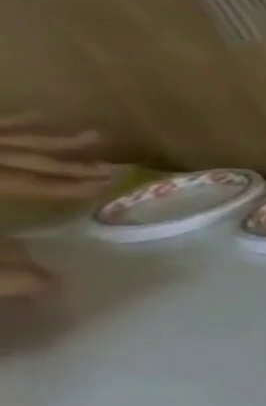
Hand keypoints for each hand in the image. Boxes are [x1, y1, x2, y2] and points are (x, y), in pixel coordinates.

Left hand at [0, 117, 111, 302]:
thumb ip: (5, 272)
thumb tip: (55, 286)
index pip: (30, 182)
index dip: (72, 184)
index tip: (115, 182)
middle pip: (20, 158)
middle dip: (69, 162)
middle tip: (112, 165)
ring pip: (7, 140)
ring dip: (48, 141)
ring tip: (89, 137)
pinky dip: (13, 126)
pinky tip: (35, 119)